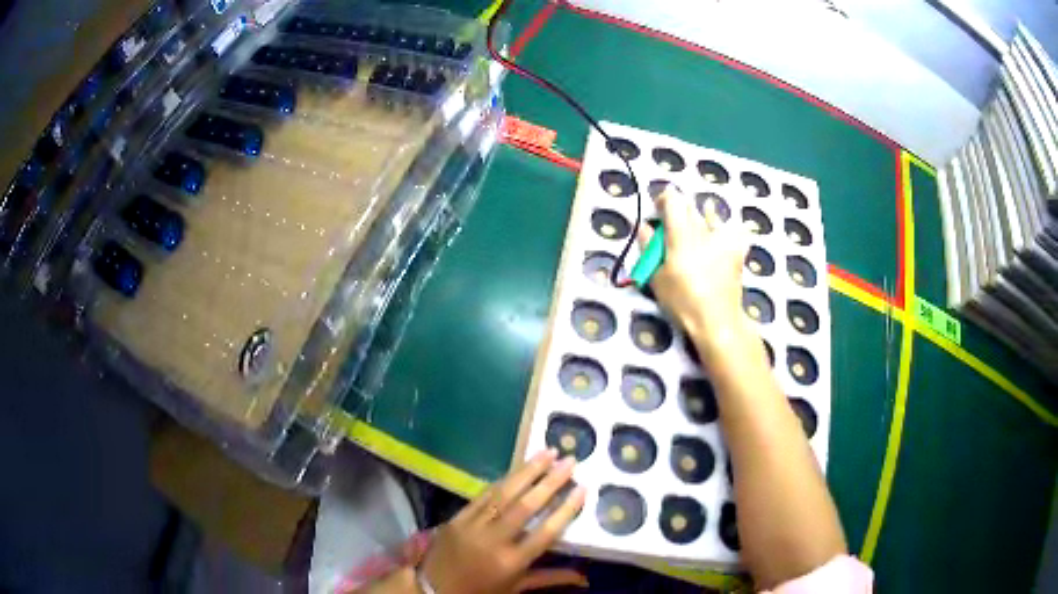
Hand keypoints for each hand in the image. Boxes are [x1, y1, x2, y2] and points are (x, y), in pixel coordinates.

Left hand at [419, 449, 587, 593]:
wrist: (432, 590)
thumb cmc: (480, 592)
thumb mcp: (516, 589)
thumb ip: (550, 578)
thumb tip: (585, 579)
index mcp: (511, 562)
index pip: (545, 532)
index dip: (565, 510)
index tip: (583, 488)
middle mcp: (493, 541)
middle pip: (526, 506)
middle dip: (550, 481)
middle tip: (570, 460)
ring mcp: (472, 526)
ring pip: (503, 494)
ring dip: (527, 471)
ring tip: (548, 452)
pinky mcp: (456, 517)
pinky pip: (482, 495)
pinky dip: (502, 481)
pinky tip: (518, 469)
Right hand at [639, 188, 759, 368]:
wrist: (717, 319)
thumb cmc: (682, 300)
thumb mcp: (656, 277)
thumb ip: (649, 247)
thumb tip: (644, 227)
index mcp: (681, 234)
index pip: (673, 200)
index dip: (664, 199)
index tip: (658, 209)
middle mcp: (703, 230)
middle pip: (691, 206)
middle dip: (680, 210)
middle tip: (673, 225)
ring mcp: (724, 238)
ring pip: (711, 215)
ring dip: (702, 216)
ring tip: (698, 228)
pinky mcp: (738, 250)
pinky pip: (735, 229)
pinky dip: (727, 229)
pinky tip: (724, 236)